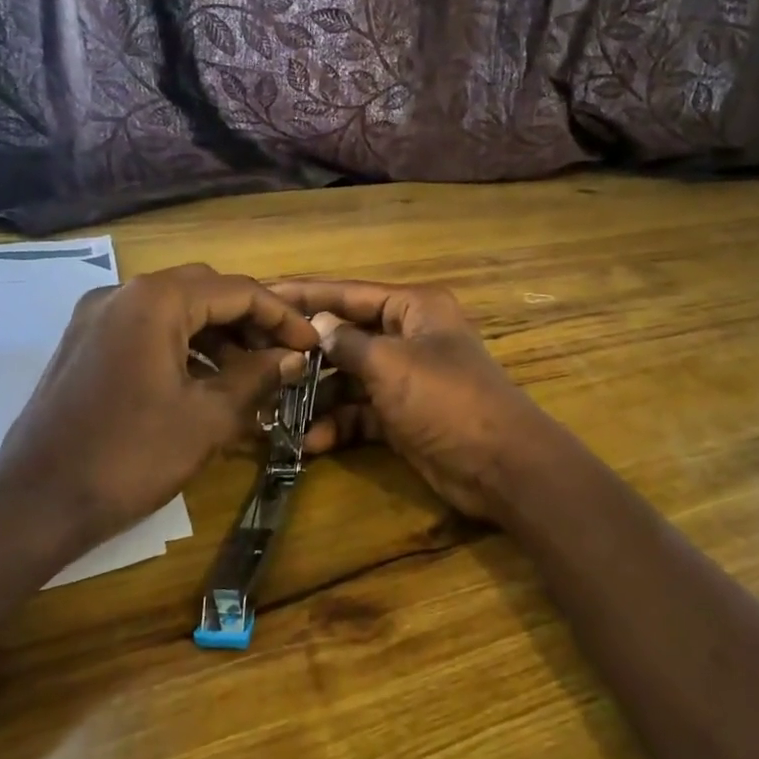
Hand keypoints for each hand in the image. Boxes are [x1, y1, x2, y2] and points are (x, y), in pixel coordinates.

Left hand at [0, 265, 318, 555]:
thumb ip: (257, 377)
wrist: (35, 503)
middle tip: (282, 355)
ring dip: (218, 335)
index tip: (311, 344)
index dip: (281, 316)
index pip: (237, 290)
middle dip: (250, 320)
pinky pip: (148, 330)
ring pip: (175, 310)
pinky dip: (184, 347)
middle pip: (205, 291)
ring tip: (252, 374)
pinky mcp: (85, 345)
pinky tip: (207, 383)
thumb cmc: (130, 456)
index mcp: (155, 301)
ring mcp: (97, 318)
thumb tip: (293, 357)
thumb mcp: (208, 417)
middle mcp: (123, 294)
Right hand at [268, 281, 548, 521]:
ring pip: (350, 378)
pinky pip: (361, 413)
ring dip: (317, 396)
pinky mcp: (402, 417)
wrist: (500, 465)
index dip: (307, 295)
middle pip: (347, 337)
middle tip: (258, 360)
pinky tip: (310, 442)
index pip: (350, 293)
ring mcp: (405, 379)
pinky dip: (338, 425)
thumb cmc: (446, 399)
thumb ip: (348, 343)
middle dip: (307, 353)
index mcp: (414, 308)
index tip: (265, 294)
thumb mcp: (392, 364)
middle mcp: (408, 337)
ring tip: (274, 410)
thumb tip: (317, 324)